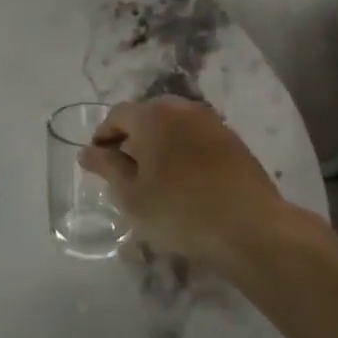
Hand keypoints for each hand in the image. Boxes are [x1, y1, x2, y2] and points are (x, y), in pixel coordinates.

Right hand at [78, 97, 291, 272]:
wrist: (250, 228)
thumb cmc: (179, 211)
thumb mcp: (131, 195)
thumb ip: (107, 167)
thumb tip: (87, 152)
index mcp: (153, 116)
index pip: (117, 115)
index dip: (103, 135)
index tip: (97, 161)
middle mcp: (183, 109)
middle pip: (148, 115)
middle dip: (132, 137)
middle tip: (124, 169)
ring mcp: (213, 123)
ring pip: (175, 126)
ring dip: (160, 144)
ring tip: (154, 176)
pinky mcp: (234, 142)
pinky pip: (197, 138)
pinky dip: (184, 152)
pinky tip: (184, 180)